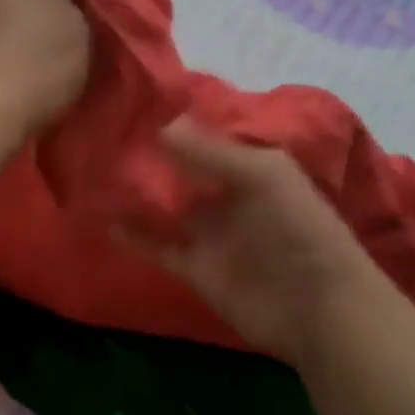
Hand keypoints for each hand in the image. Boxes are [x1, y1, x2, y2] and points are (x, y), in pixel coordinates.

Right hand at [126, 120, 382, 363]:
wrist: (317, 306)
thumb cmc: (298, 228)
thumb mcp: (263, 176)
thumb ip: (212, 152)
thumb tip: (162, 124)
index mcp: (250, 166)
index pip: (205, 139)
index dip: (173, 125)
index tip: (131, 108)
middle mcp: (227, 195)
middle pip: (180, 172)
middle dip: (149, 158)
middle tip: (103, 139)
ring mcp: (210, 233)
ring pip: (165, 208)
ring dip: (136, 196)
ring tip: (96, 176)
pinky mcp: (195, 267)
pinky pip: (158, 246)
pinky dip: (134, 235)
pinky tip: (106, 220)